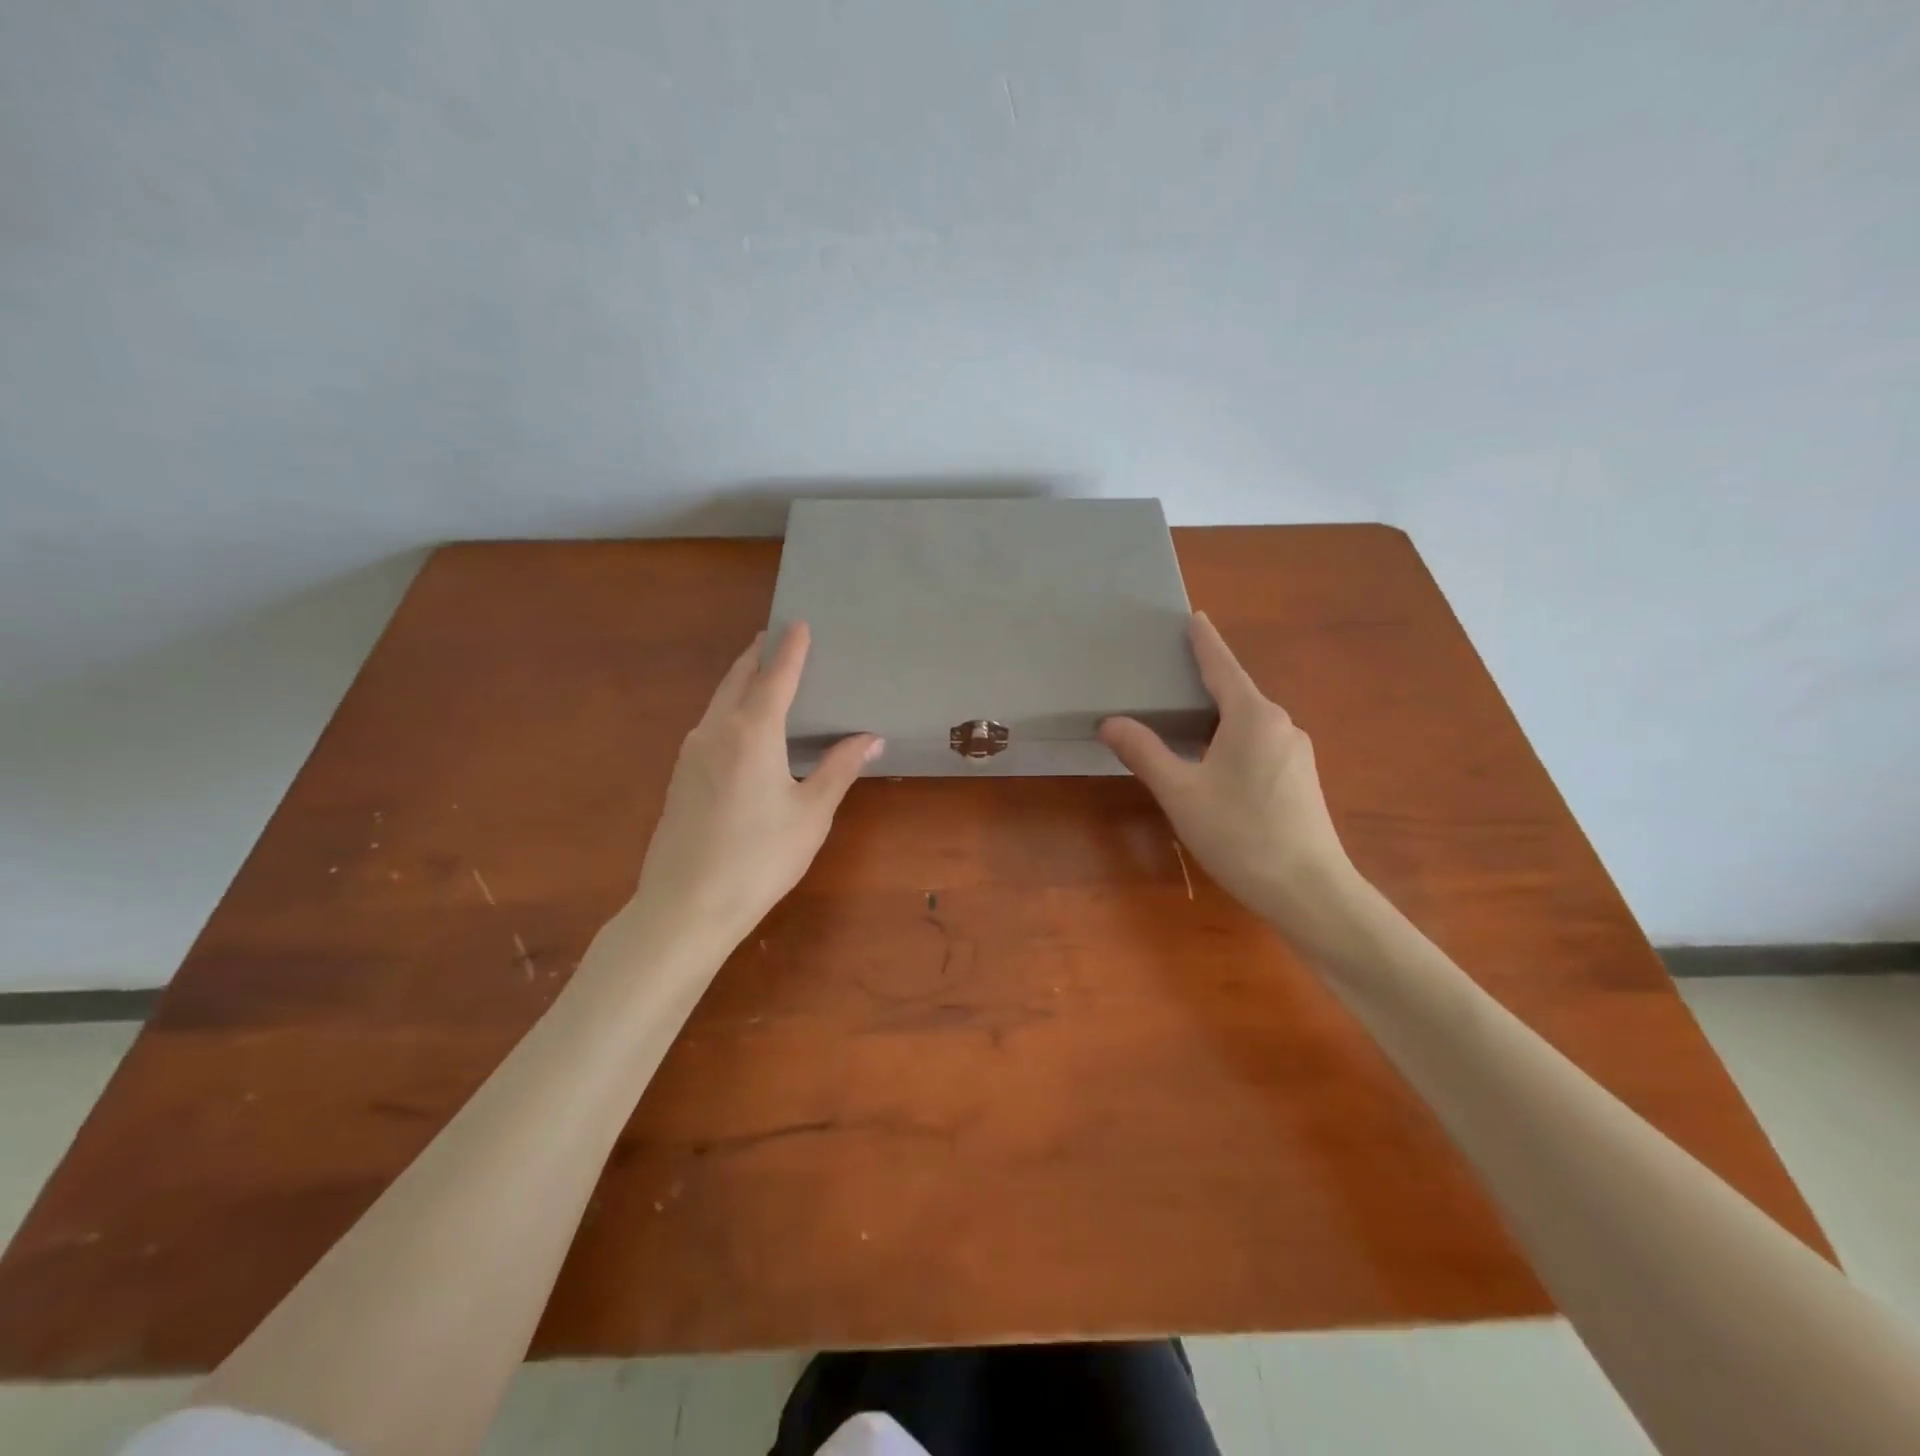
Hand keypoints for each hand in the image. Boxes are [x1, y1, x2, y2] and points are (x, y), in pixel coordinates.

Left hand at [628, 623, 882, 952]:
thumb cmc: (760, 858)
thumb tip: (870, 737)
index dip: (791, 648)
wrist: (686, 907)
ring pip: (719, 699)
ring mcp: (691, 752)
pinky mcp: (681, 775)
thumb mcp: (811, 813)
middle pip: (738, 678)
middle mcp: (716, 730)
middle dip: (759, 654)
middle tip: (778, 637)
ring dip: (741, 678)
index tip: (800, 622)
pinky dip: (730, 706)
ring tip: (763, 672)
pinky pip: (710, 723)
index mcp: (753, 732)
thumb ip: (839, 768)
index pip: (776, 676)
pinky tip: (743, 724)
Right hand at [1099, 613, 1357, 929]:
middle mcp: (1280, 724)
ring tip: (1184, 723)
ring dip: (1218, 718)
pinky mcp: (1301, 779)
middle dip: (1205, 683)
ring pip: (1249, 723)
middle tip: (1170, 676)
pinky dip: (1233, 741)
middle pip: (1236, 693)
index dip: (1204, 641)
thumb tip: (1110, 722)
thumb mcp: (1180, 792)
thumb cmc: (1240, 833)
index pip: (1222, 666)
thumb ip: (1144, 752)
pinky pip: (1260, 745)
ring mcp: (1296, 752)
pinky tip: (1215, 765)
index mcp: (1252, 716)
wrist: (1309, 890)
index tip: (1195, 616)